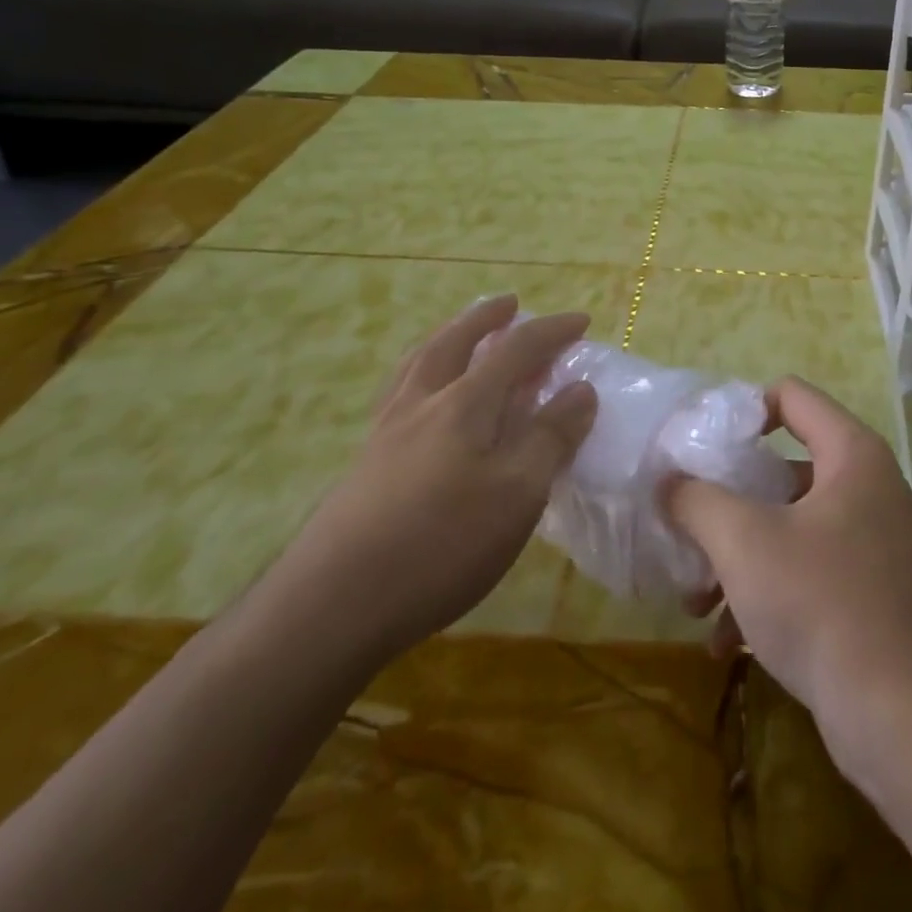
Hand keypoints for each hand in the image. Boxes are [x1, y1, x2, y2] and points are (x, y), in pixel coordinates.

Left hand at [274, 295, 597, 663]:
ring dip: (446, 338)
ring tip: (459, 333)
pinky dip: (419, 376)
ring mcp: (385, 434)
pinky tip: (421, 400)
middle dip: (485, 318)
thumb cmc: (440, 544)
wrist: (330, 608)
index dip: (551, 331)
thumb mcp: (517, 493)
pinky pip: (398, 396)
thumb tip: (581, 390)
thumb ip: (551, 437)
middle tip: (509, 304)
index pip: (515, 350)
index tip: (581, 321)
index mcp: (463, 404)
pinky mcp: (364, 466)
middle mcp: (421, 405)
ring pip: (416, 365)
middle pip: (452, 343)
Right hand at [665, 377, 911, 753]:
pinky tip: (724, 641)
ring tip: (695, 602)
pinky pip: (807, 569)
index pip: (791, 395)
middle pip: (783, 467)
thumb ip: (697, 499)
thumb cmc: (820, 602)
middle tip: (687, 527)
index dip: (742, 410)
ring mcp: (873, 540)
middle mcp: (868, 486)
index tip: (700, 445)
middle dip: (728, 503)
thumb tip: (668, 481)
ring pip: (790, 526)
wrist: (901, 715)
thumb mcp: (744, 542)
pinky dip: (766, 592)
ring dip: (738, 558)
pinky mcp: (870, 590)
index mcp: (851, 454)